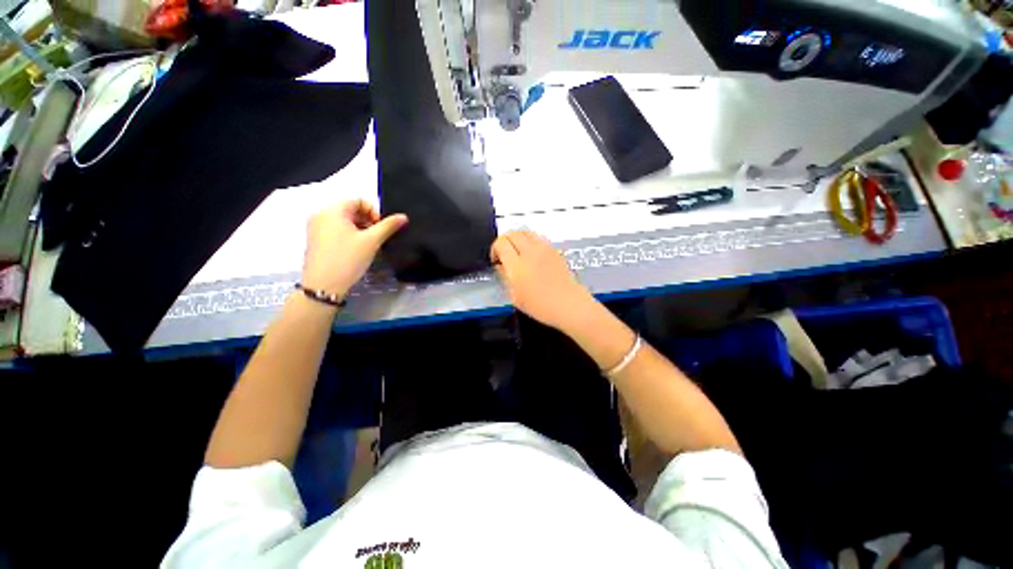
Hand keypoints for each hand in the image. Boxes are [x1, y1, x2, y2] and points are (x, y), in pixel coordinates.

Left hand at [302, 200, 407, 297]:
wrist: (324, 285)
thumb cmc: (348, 258)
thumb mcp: (372, 241)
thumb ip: (388, 226)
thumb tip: (403, 216)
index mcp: (332, 210)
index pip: (359, 201)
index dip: (374, 212)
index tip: (382, 228)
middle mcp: (321, 215)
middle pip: (350, 209)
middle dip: (368, 220)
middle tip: (377, 237)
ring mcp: (316, 228)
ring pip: (344, 221)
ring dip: (360, 228)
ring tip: (369, 244)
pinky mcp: (316, 240)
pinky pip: (336, 230)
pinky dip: (349, 235)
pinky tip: (357, 249)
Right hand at [490, 230, 595, 330]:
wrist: (568, 305)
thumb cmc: (540, 306)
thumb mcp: (515, 297)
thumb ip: (505, 277)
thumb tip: (500, 266)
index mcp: (517, 265)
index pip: (500, 243)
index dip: (494, 249)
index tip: (496, 260)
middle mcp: (530, 252)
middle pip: (512, 233)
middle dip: (504, 242)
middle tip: (504, 254)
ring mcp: (544, 249)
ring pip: (525, 232)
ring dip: (517, 238)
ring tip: (517, 252)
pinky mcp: (554, 250)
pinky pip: (538, 237)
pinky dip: (530, 240)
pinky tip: (532, 254)